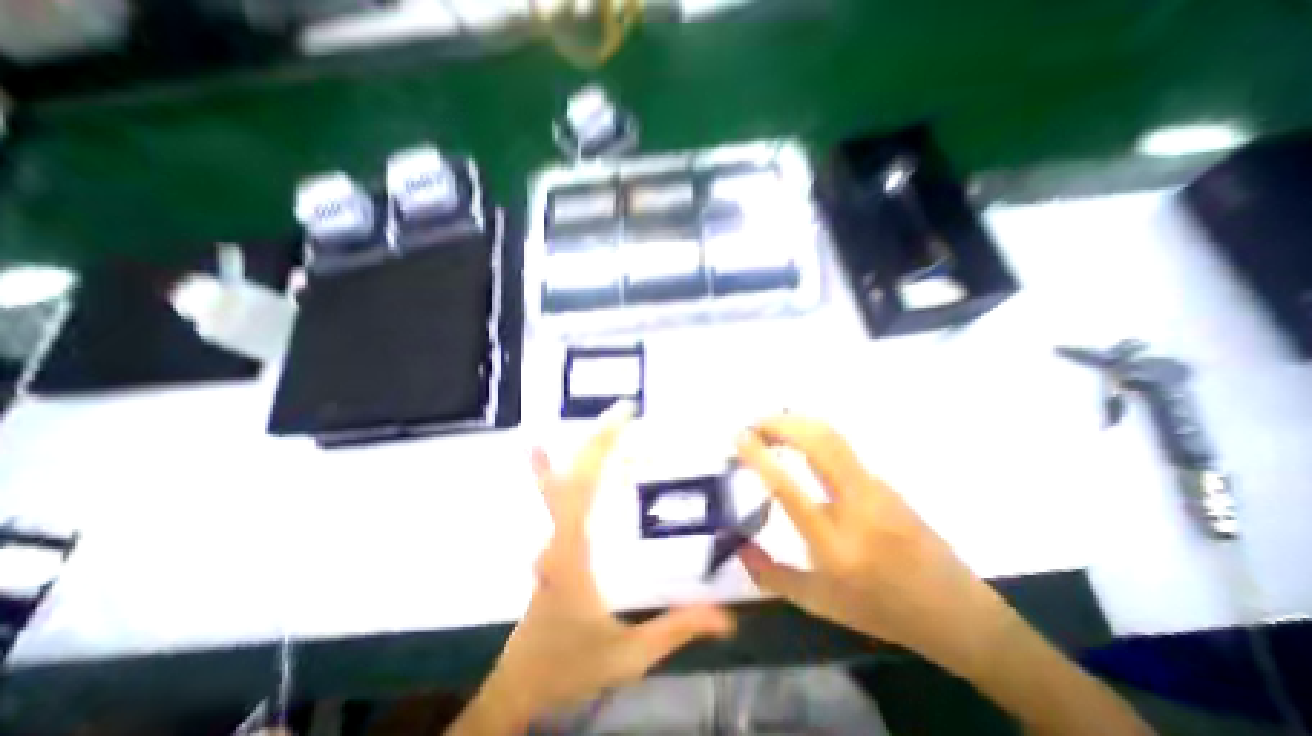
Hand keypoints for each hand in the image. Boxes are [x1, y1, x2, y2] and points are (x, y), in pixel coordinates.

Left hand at [451, 404, 733, 731]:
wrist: (524, 685)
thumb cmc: (574, 665)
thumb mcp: (630, 653)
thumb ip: (677, 629)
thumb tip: (727, 616)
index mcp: (573, 553)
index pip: (583, 488)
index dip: (600, 450)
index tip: (621, 421)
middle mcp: (557, 537)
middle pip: (574, 477)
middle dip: (598, 440)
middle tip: (623, 410)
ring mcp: (551, 538)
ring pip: (562, 484)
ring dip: (584, 451)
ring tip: (606, 422)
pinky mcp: (552, 542)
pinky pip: (554, 499)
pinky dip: (551, 471)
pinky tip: (541, 450)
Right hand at [738, 415, 1011, 671]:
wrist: (956, 613)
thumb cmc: (881, 611)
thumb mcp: (819, 604)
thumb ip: (772, 577)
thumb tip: (739, 546)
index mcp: (834, 543)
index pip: (788, 488)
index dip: (759, 457)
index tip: (739, 437)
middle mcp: (857, 506)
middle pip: (818, 444)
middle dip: (781, 424)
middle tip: (755, 424)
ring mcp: (876, 489)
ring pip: (833, 438)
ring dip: (798, 423)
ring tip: (770, 426)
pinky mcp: (884, 483)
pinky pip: (842, 450)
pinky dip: (813, 436)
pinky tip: (799, 442)